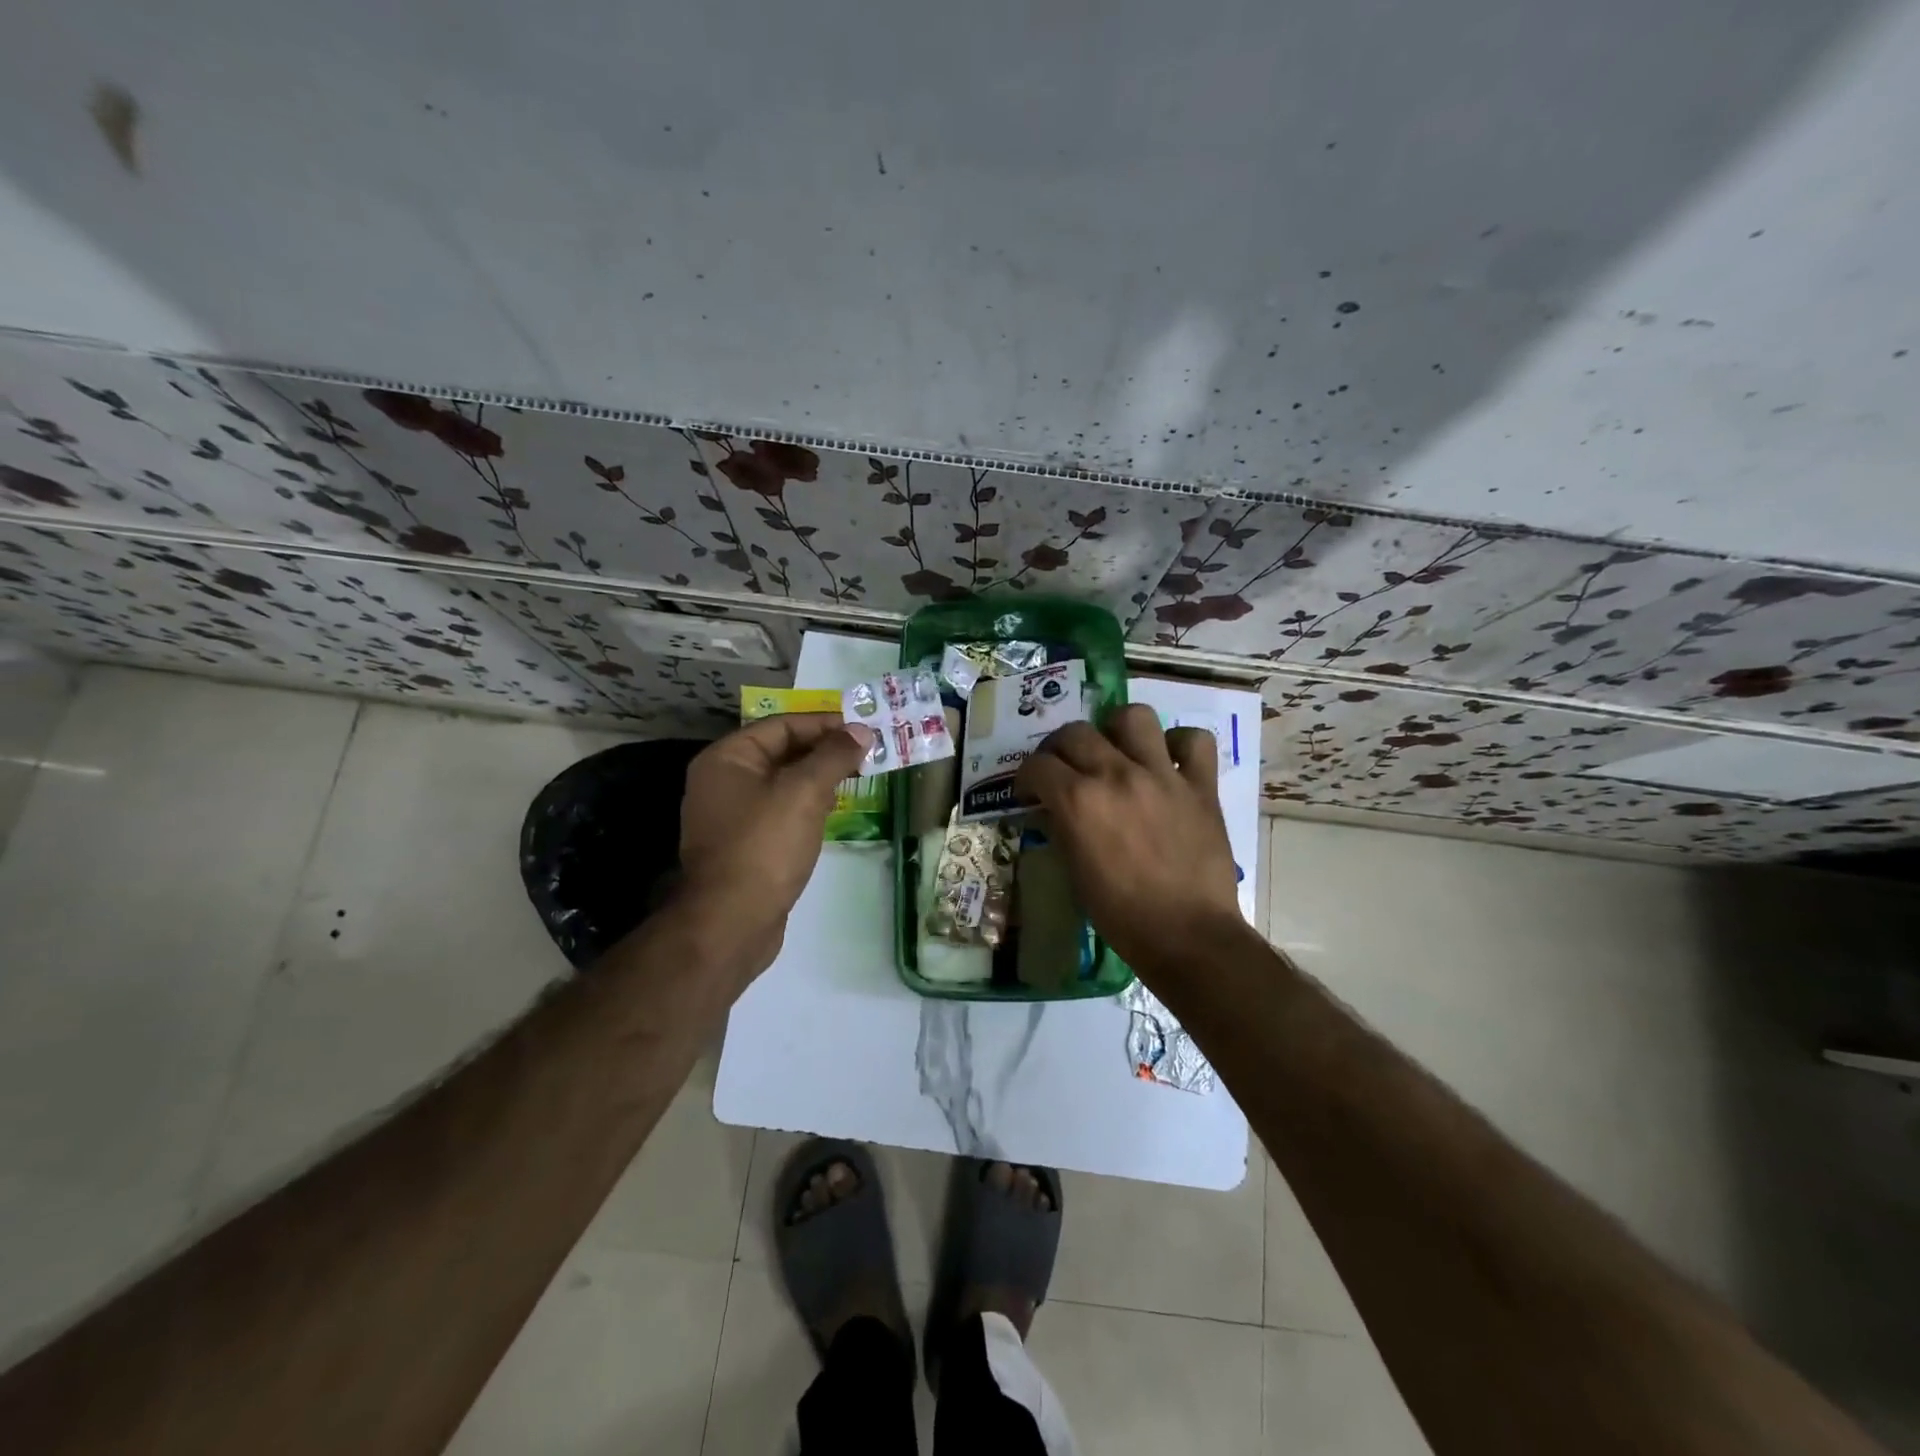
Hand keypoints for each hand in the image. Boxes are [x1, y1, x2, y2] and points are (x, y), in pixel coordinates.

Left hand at [673, 712, 875, 974]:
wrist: (731, 922)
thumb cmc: (765, 846)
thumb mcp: (804, 792)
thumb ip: (834, 756)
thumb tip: (860, 731)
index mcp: (727, 759)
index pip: (782, 726)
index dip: (825, 724)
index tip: (864, 730)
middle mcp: (723, 781)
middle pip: (782, 752)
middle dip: (825, 751)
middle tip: (868, 754)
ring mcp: (731, 816)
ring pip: (783, 783)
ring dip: (819, 778)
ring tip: (859, 778)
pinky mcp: (744, 845)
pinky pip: (779, 811)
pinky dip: (806, 805)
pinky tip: (832, 811)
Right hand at [1015, 704, 1244, 981]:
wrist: (1188, 936)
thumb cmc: (1122, 915)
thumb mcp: (1075, 873)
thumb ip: (1062, 828)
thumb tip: (1053, 807)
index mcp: (1079, 800)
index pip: (1037, 764)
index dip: (1027, 777)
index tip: (1030, 791)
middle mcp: (1117, 775)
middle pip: (1076, 732)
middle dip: (1060, 748)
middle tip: (1064, 770)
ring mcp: (1162, 775)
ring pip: (1134, 716)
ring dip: (1117, 729)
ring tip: (1116, 751)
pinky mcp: (1201, 785)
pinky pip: (1194, 741)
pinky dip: (1179, 745)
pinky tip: (1168, 762)